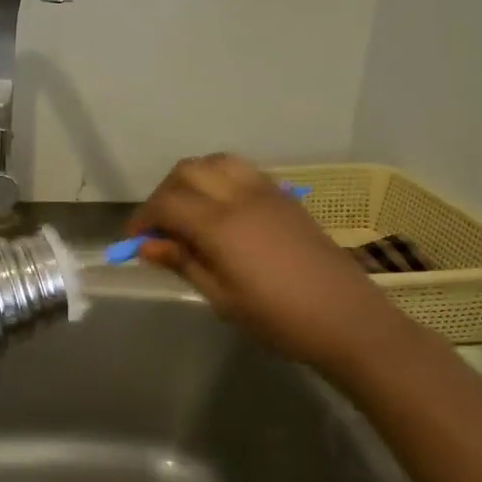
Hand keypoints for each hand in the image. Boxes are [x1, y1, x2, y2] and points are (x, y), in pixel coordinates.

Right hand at [130, 154, 402, 372]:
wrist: (347, 319)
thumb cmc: (278, 319)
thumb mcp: (222, 297)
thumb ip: (183, 262)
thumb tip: (148, 244)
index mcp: (221, 225)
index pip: (166, 203)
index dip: (143, 218)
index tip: (134, 241)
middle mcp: (241, 196)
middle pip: (187, 171)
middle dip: (163, 193)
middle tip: (159, 226)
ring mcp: (267, 191)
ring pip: (216, 162)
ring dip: (192, 179)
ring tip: (187, 212)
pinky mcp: (285, 196)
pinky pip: (242, 170)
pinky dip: (219, 178)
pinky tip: (220, 210)